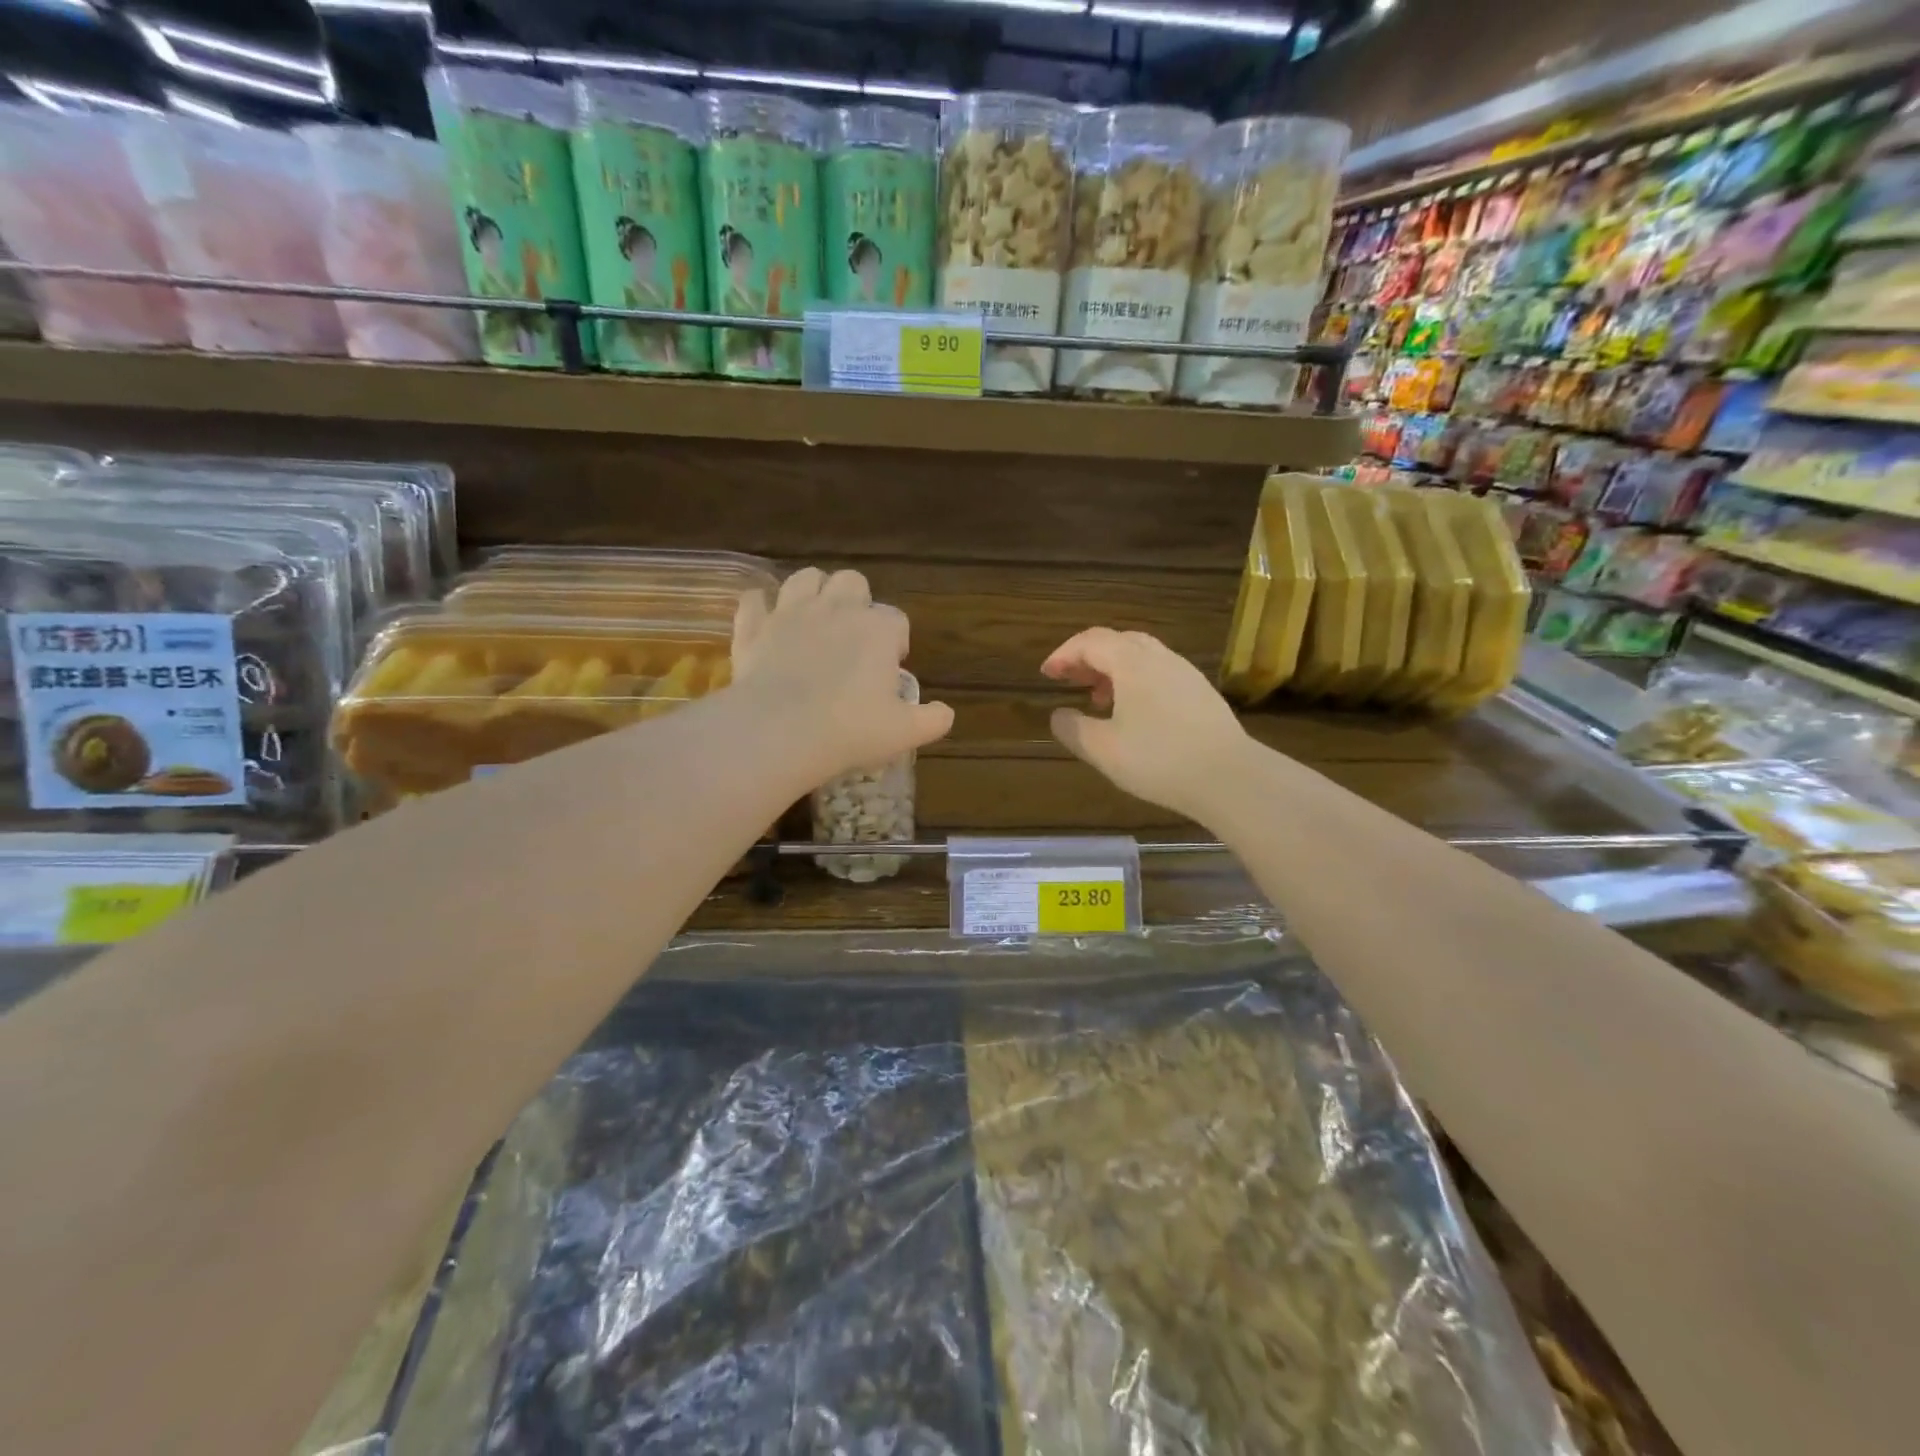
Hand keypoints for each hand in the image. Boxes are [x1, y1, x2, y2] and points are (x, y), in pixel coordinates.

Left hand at [731, 567, 953, 787]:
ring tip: (814, 622)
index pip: (896, 620)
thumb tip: (946, 713)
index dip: (895, 642)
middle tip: (852, 640)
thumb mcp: (905, 733)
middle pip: (852, 582)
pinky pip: (754, 601)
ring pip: (806, 578)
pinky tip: (765, 623)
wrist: (781, 731)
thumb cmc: (851, 730)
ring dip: (813, 593)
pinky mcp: (754, 627)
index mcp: (877, 629)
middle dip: (856, 602)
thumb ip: (932, 720)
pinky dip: (760, 608)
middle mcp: (837, 608)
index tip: (889, 670)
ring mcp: (791, 613)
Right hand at [1042, 628, 1250, 821]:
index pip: (1090, 642)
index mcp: (1131, 662)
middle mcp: (1159, 657)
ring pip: (1141, 656)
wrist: (1230, 776)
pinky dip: (1136, 681)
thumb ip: (1073, 729)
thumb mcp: (1103, 749)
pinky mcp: (1201, 692)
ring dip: (1113, 670)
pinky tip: (1135, 714)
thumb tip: (1058, 715)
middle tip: (1070, 681)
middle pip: (1117, 641)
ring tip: (1099, 700)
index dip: (1064, 654)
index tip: (1046, 674)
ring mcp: (1185, 673)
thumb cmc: (1158, 759)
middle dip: (1088, 658)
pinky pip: (1160, 672)